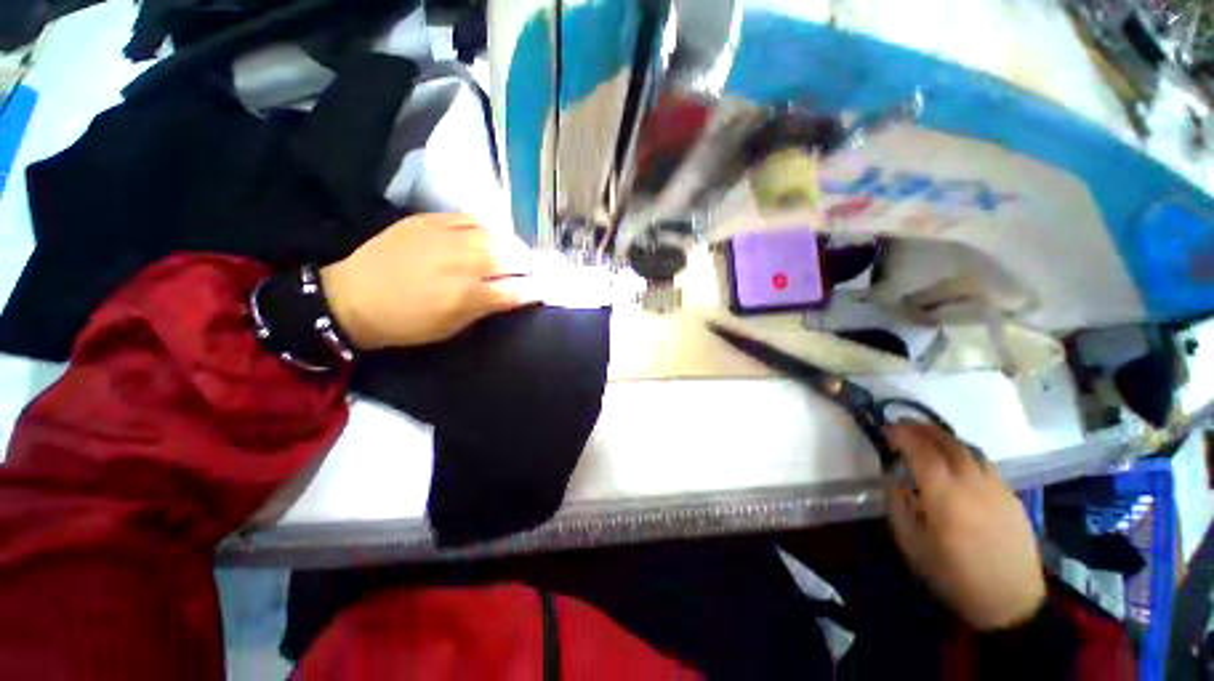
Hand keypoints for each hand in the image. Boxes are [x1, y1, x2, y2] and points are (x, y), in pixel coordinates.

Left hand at [320, 213, 537, 348]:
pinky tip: (491, 233)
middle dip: (528, 264)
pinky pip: (470, 217)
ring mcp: (445, 237)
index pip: (516, 290)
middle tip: (532, 270)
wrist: (353, 297)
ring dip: (513, 244)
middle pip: (511, 257)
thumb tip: (515, 295)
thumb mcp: (452, 327)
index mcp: (467, 296)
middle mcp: (462, 262)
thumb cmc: (407, 323)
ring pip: (495, 235)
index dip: (536, 290)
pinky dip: (488, 227)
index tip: (545, 290)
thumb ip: (487, 308)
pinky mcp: (429, 220)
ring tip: (516, 252)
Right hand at [885, 422, 1045, 630]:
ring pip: (968, 449)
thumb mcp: (911, 544)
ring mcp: (996, 487)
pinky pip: (984, 463)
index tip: (885, 429)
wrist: (1010, 602)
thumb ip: (897, 504)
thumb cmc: (952, 575)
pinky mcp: (1011, 496)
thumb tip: (894, 478)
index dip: (900, 434)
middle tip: (902, 425)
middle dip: (921, 428)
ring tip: (928, 438)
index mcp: (944, 494)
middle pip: (947, 442)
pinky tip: (957, 463)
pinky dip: (964, 453)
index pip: (920, 450)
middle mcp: (972, 482)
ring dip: (944, 438)